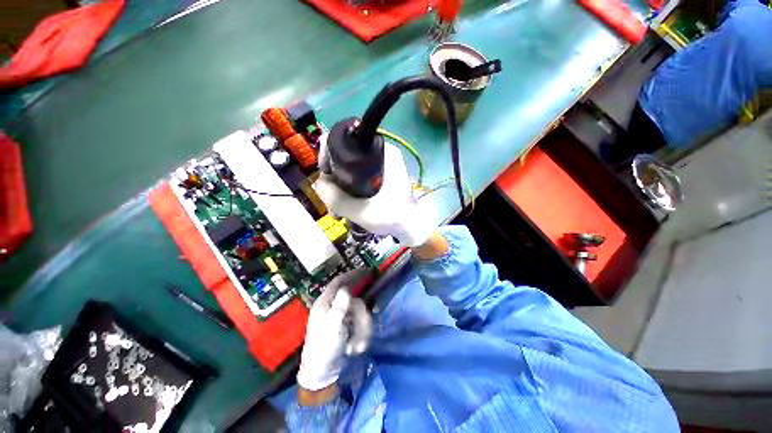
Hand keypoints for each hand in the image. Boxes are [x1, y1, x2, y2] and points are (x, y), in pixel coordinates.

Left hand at [297, 271, 371, 391]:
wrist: (324, 374)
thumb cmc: (324, 350)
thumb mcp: (331, 328)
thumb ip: (339, 307)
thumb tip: (346, 289)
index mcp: (325, 304)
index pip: (338, 283)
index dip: (351, 275)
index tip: (365, 271)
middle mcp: (334, 308)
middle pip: (355, 301)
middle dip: (361, 318)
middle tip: (363, 333)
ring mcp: (342, 318)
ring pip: (360, 314)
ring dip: (363, 330)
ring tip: (358, 347)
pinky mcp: (348, 327)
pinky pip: (361, 324)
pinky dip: (362, 335)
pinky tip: (356, 348)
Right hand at [314, 142, 435, 246]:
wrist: (412, 228)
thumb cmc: (392, 216)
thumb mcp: (360, 210)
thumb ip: (335, 198)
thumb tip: (318, 183)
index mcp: (382, 152)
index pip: (347, 139)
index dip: (329, 154)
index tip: (325, 175)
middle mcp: (382, 154)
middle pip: (347, 157)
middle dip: (334, 179)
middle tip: (331, 201)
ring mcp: (382, 167)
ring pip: (351, 170)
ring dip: (340, 188)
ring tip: (337, 211)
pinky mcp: (382, 178)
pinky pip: (359, 178)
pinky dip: (351, 191)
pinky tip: (345, 209)